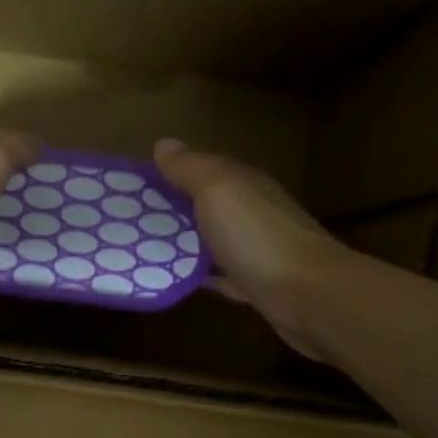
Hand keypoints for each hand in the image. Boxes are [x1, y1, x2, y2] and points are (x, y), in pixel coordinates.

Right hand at [153, 137, 347, 358]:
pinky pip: (219, 273)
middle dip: (174, 207)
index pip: (202, 168)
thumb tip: (163, 143)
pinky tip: (177, 277)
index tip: (132, 185)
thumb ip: (190, 168)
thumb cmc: (257, 236)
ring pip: (212, 238)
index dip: (170, 173)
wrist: (307, 294)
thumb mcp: (217, 190)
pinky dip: (200, 272)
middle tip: (130, 219)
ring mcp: (254, 248)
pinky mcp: (254, 283)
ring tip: (145, 248)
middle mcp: (251, 211)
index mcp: (242, 183)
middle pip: (206, 203)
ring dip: (185, 240)